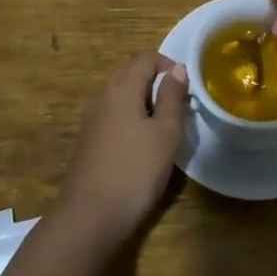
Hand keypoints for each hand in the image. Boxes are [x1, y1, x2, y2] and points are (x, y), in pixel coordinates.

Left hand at [55, 52, 188, 248]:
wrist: (89, 217)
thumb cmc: (135, 170)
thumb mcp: (165, 133)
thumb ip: (173, 97)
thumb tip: (177, 69)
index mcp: (122, 86)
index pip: (146, 58)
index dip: (169, 65)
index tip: (187, 89)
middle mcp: (103, 94)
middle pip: (131, 72)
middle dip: (156, 81)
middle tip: (178, 105)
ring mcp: (92, 117)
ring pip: (122, 94)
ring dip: (144, 100)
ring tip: (164, 125)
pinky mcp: (89, 139)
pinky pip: (114, 114)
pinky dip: (131, 117)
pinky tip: (142, 143)